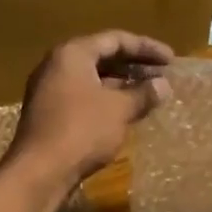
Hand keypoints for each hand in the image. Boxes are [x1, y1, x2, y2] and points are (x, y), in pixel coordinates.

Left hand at [8, 31, 173, 189]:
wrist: (40, 172)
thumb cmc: (82, 130)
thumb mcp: (119, 109)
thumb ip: (143, 94)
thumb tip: (163, 85)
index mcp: (73, 54)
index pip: (115, 40)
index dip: (146, 48)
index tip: (171, 60)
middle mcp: (57, 65)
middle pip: (102, 57)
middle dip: (134, 66)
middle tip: (162, 75)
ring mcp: (50, 91)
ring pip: (93, 79)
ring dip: (122, 85)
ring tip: (149, 94)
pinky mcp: (50, 114)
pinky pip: (84, 97)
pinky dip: (107, 100)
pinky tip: (126, 113)